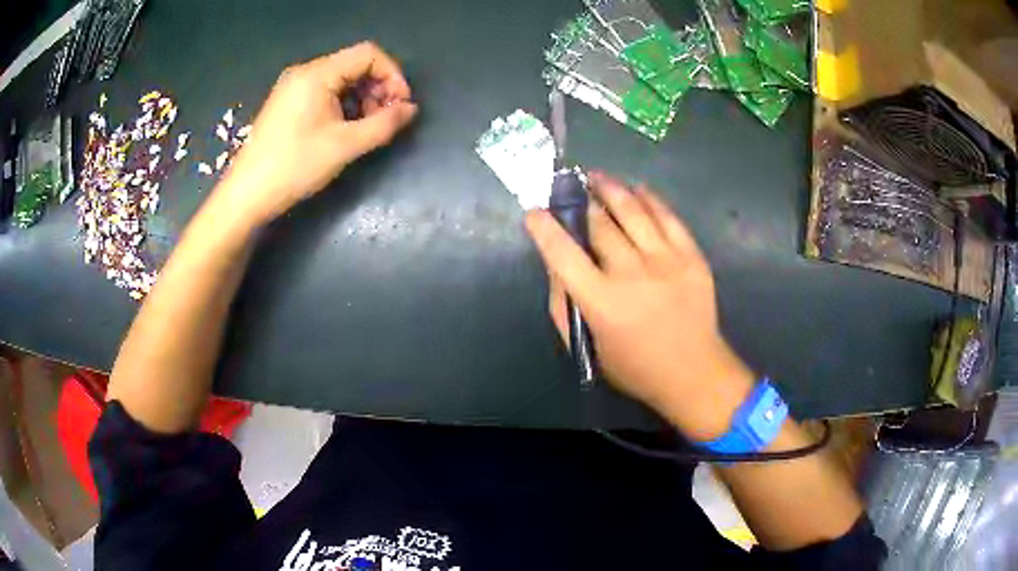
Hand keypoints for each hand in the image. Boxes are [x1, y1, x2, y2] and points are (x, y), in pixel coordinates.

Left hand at [216, 42, 417, 225]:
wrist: (247, 195)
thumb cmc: (294, 166)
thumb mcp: (345, 146)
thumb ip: (384, 124)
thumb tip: (411, 110)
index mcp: (317, 73)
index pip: (368, 54)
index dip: (393, 75)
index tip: (402, 105)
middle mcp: (305, 72)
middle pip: (355, 65)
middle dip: (378, 88)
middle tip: (386, 120)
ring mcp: (293, 87)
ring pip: (341, 79)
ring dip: (362, 98)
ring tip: (367, 128)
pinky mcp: (287, 103)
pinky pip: (325, 92)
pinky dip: (343, 105)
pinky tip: (345, 129)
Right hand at [525, 172, 754, 440]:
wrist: (694, 372)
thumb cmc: (635, 367)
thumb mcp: (588, 346)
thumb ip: (564, 305)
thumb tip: (556, 265)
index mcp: (602, 302)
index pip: (563, 254)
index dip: (544, 229)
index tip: (534, 213)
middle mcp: (633, 273)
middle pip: (599, 224)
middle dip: (580, 202)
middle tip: (570, 188)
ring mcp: (666, 260)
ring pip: (632, 211)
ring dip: (610, 188)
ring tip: (597, 176)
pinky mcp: (691, 256)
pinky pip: (668, 216)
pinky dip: (649, 198)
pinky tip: (637, 188)